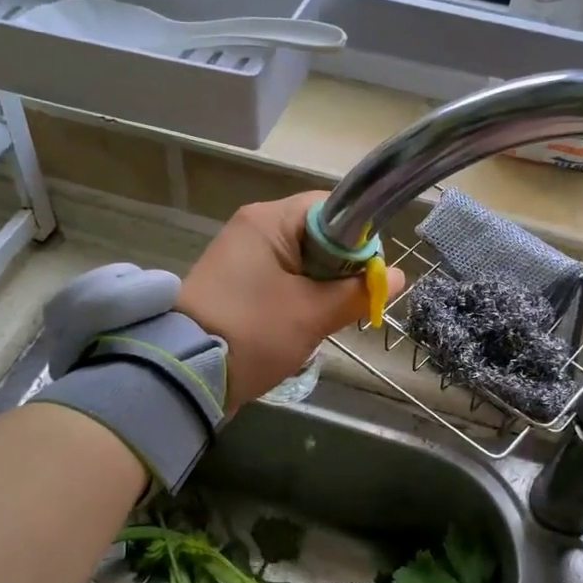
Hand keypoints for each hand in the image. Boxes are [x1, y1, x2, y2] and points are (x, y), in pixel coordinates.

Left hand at [179, 192, 404, 411]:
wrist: (186, 373)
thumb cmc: (254, 332)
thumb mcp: (313, 314)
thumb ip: (358, 292)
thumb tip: (397, 277)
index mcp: (268, 220)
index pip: (332, 209)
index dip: (359, 240)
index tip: (367, 277)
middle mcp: (252, 228)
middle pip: (318, 236)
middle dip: (339, 271)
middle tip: (348, 305)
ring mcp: (240, 256)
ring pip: (302, 262)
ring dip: (320, 290)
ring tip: (323, 320)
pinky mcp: (235, 283)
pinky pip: (281, 280)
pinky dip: (297, 299)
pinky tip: (299, 326)